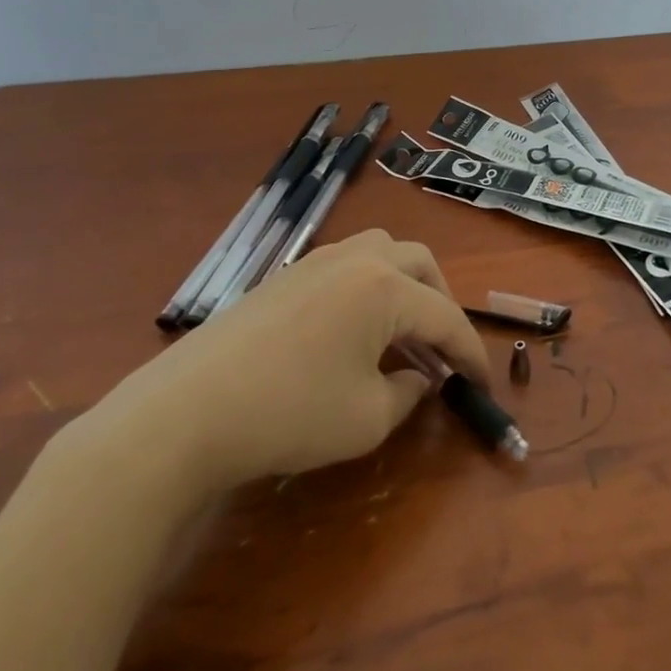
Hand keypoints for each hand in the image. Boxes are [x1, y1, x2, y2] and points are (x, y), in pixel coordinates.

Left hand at [59, 230, 490, 515]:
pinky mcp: (285, 276)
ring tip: (402, 329)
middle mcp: (357, 260)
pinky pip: (347, 265)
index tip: (484, 384)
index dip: (470, 353)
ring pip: (382, 252)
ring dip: (404, 285)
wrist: (187, 411)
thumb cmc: (290, 413)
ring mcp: (316, 262)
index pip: (445, 316)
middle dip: (441, 302)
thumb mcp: (367, 419)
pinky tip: (354, 330)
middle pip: (419, 264)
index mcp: (385, 287)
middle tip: (443, 347)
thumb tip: (420, 377)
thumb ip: (408, 394)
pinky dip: (369, 288)